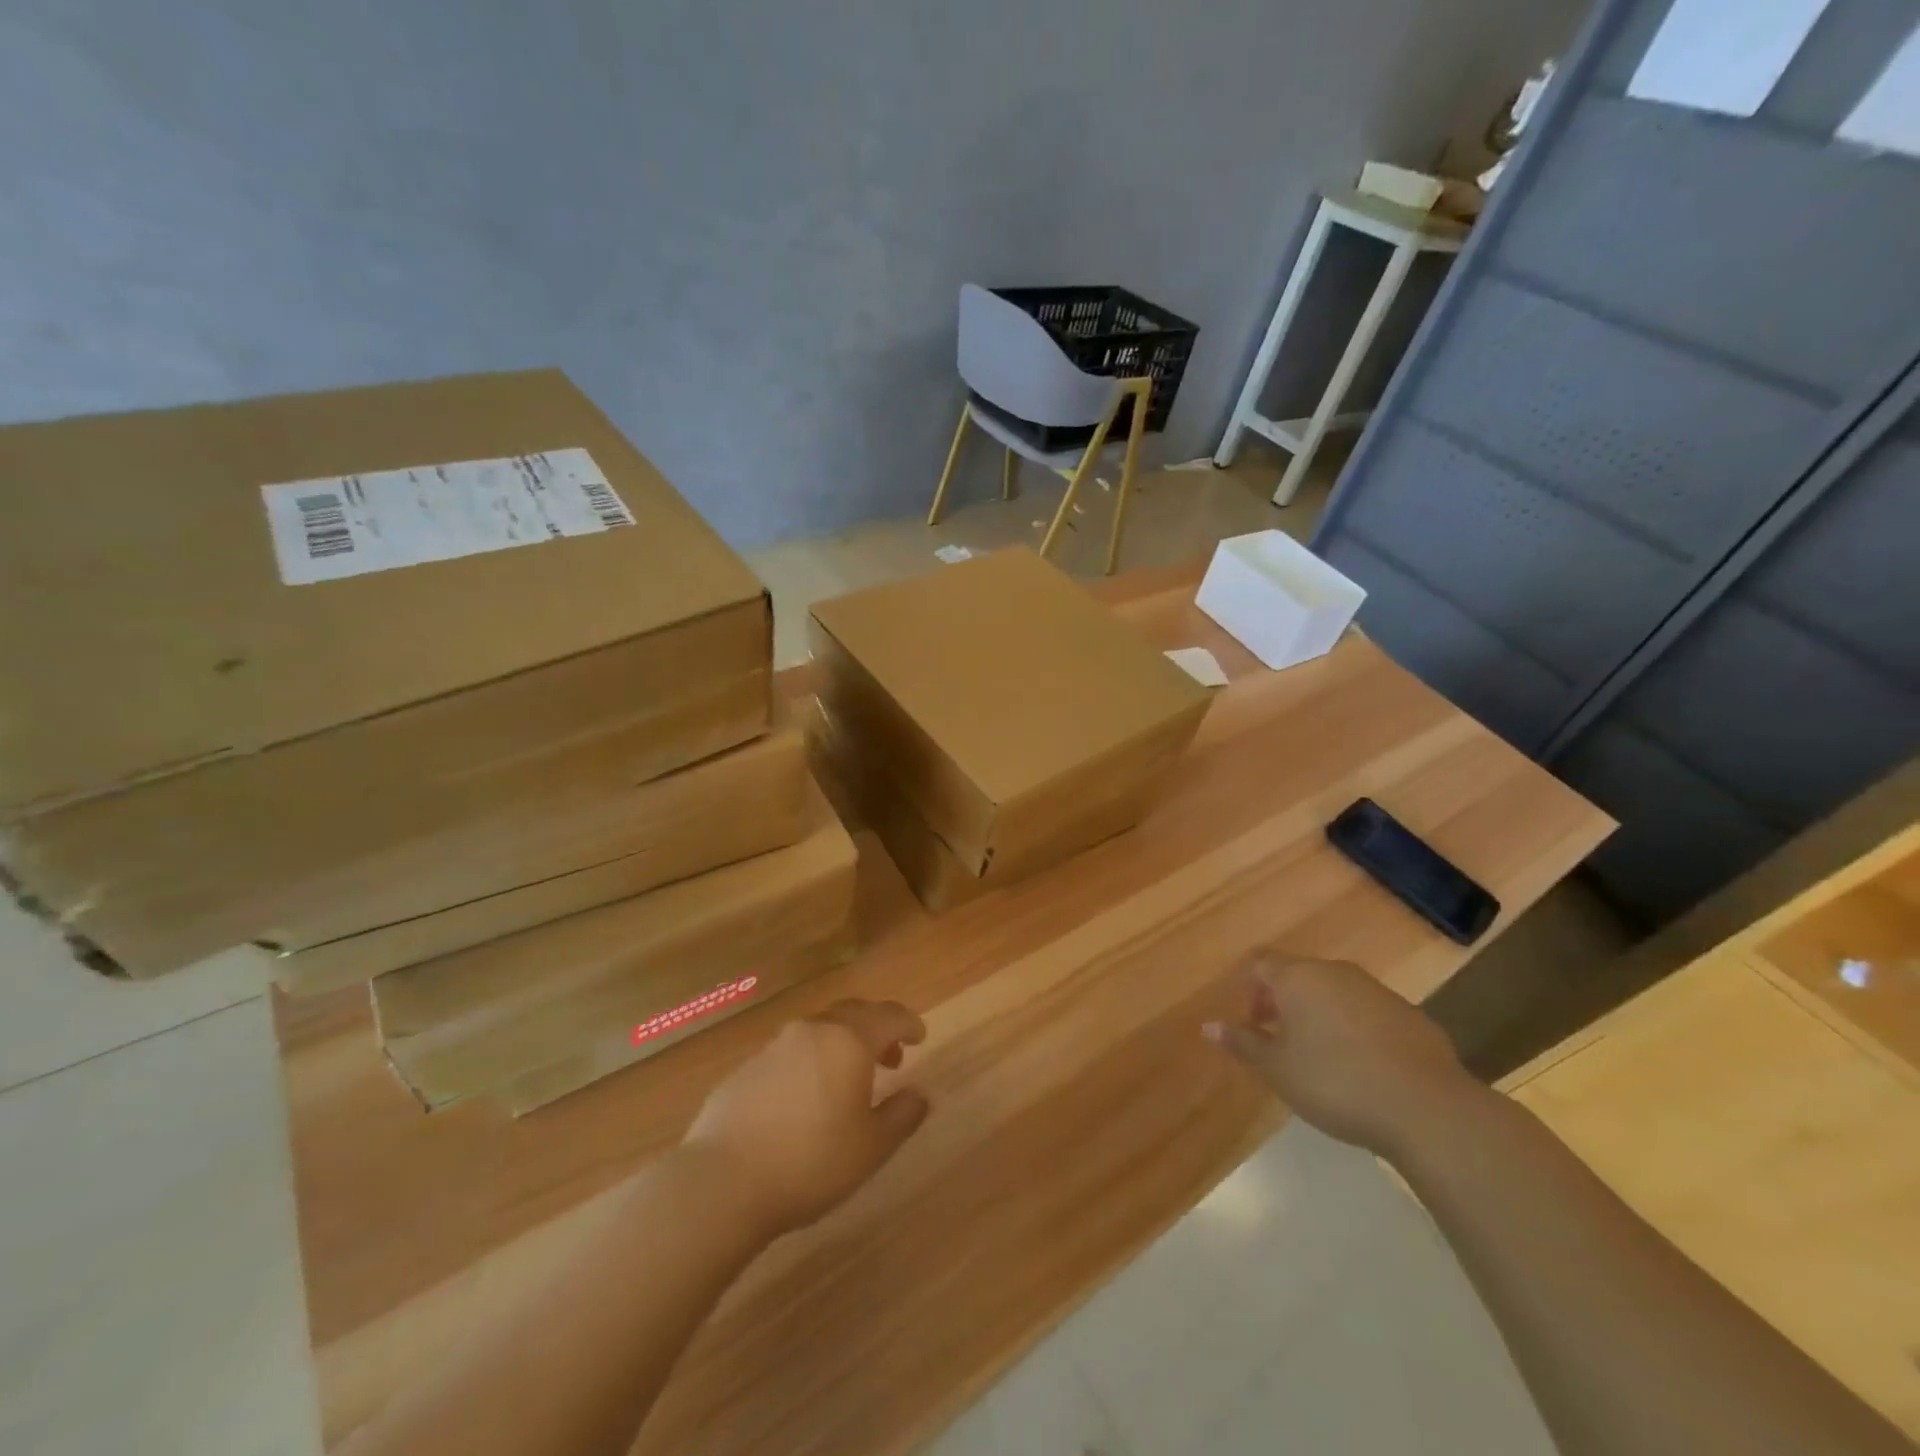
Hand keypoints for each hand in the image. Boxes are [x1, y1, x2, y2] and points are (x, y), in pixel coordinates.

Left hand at [682, 1000, 929, 1238]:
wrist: (721, 1182)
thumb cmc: (809, 1162)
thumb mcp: (870, 1148)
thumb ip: (901, 1116)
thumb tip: (919, 1094)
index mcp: (848, 1041)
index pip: (888, 1016)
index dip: (908, 1024)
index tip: (920, 1036)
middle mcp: (812, 1031)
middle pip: (853, 1014)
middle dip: (877, 1030)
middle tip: (892, 1058)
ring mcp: (774, 1046)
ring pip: (820, 1030)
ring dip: (843, 1044)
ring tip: (850, 1079)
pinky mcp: (746, 1066)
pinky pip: (791, 1051)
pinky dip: (811, 1061)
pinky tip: (807, 1097)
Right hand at [1204, 952, 1482, 1158]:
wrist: (1428, 1109)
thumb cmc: (1335, 1083)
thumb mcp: (1277, 1069)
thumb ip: (1242, 1043)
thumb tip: (1208, 1026)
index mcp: (1298, 977)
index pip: (1260, 963)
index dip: (1248, 987)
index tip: (1247, 1021)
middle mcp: (1336, 972)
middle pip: (1298, 975)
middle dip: (1282, 1002)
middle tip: (1277, 1040)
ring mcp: (1377, 991)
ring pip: (1335, 993)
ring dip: (1319, 1014)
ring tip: (1318, 1056)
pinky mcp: (1411, 1016)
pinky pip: (1368, 1013)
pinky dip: (1355, 1029)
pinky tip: (1361, 1067)